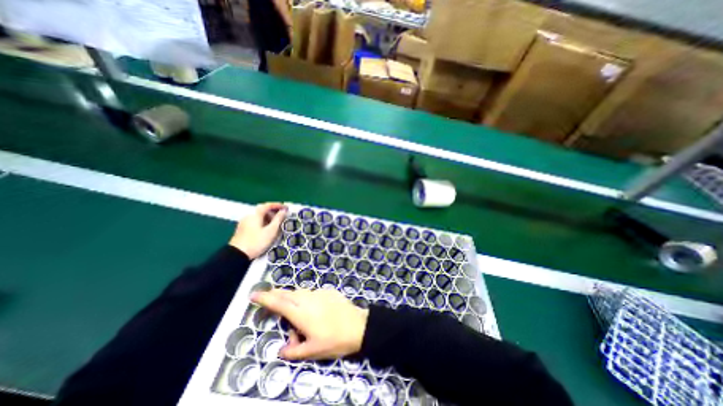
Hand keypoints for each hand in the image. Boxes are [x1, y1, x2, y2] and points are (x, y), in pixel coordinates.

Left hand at [232, 203, 287, 259]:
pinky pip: (255, 221)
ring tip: (276, 224)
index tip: (286, 208)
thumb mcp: (271, 231)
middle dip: (273, 212)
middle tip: (282, 216)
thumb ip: (278, 219)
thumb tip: (283, 211)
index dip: (278, 205)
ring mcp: (244, 222)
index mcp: (256, 214)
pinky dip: (263, 222)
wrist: (237, 255)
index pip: (268, 205)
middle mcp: (249, 215)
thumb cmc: (256, 242)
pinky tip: (267, 229)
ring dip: (268, 217)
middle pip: (263, 210)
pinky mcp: (243, 229)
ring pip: (259, 216)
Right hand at [253, 287, 368, 359]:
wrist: (358, 326)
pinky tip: (312, 309)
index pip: (278, 303)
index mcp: (301, 313)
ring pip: (300, 292)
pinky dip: (306, 298)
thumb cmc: (334, 340)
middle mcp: (308, 299)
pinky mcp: (328, 291)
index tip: (254, 294)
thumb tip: (282, 350)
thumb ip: (294, 350)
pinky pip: (312, 293)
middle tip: (268, 298)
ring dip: (292, 298)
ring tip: (292, 310)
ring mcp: (319, 293)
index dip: (265, 298)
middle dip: (276, 295)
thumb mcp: (312, 351)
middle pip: (288, 293)